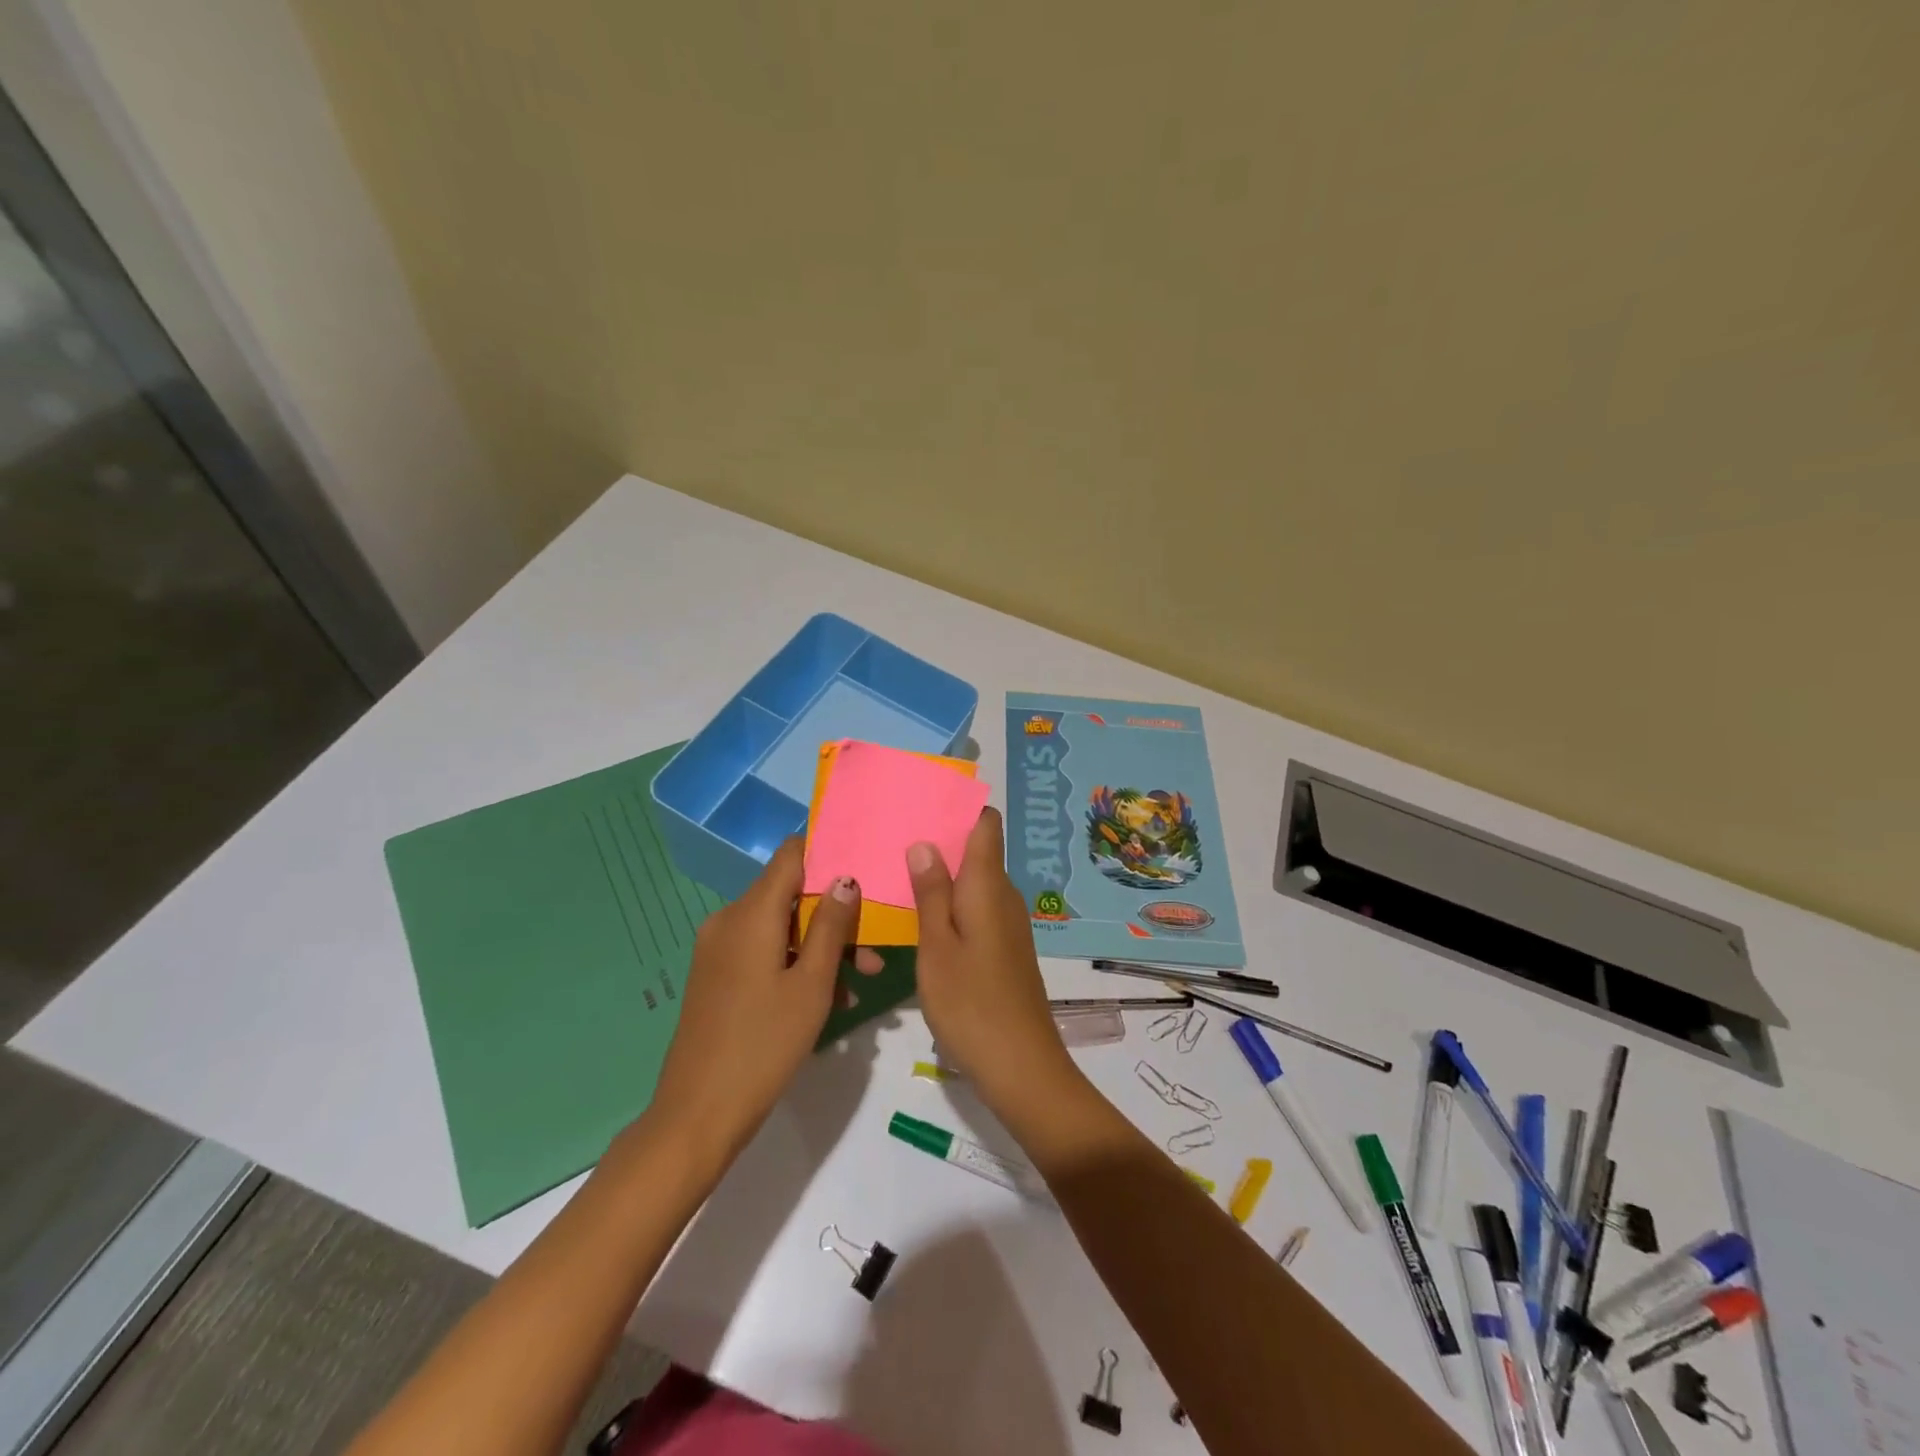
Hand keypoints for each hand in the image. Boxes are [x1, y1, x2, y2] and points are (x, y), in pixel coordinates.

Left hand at [646, 838, 875, 1168]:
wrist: (697, 1115)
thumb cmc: (764, 1045)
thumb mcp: (812, 984)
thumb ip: (831, 925)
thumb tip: (846, 878)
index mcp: (750, 913)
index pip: (791, 855)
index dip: (827, 853)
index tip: (864, 867)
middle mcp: (729, 920)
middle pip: (790, 896)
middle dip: (835, 916)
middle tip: (873, 950)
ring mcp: (719, 950)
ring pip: (781, 929)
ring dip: (820, 947)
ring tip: (859, 982)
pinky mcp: (717, 976)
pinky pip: (764, 952)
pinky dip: (795, 964)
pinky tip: (828, 999)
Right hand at [909, 809, 1081, 1114]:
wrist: (1021, 1066)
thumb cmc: (972, 1003)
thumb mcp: (937, 947)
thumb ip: (930, 893)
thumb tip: (925, 842)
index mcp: (988, 885)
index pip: (985, 825)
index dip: (959, 808)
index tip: (922, 802)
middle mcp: (1004, 896)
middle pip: (977, 852)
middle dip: (940, 841)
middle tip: (892, 837)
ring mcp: (1007, 923)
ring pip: (974, 883)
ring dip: (942, 876)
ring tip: (896, 872)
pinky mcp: (1004, 948)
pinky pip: (976, 909)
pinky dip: (951, 905)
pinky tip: (920, 917)